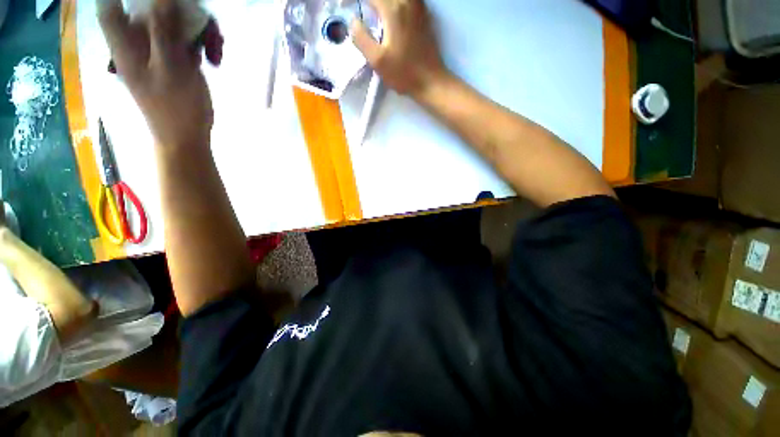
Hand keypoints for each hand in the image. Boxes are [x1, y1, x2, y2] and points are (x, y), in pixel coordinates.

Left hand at [98, 0, 212, 149]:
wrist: (187, 136)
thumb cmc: (176, 109)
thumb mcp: (170, 70)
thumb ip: (163, 32)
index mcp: (126, 45)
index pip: (111, 8)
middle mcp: (139, 43)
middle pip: (148, 9)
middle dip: (175, 8)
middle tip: (199, 17)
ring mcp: (159, 52)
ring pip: (172, 23)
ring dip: (196, 26)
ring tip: (216, 42)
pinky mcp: (176, 61)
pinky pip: (186, 40)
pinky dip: (201, 41)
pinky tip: (214, 54)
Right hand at [351, 0, 449, 97]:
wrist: (430, 81)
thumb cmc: (404, 74)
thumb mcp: (377, 61)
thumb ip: (361, 38)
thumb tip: (353, 21)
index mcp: (393, 9)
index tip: (344, 4)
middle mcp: (406, 1)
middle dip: (370, 1)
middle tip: (360, 9)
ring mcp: (417, 6)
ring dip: (381, 3)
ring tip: (372, 11)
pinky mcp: (423, 14)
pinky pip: (407, 0)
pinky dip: (395, 3)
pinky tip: (391, 11)